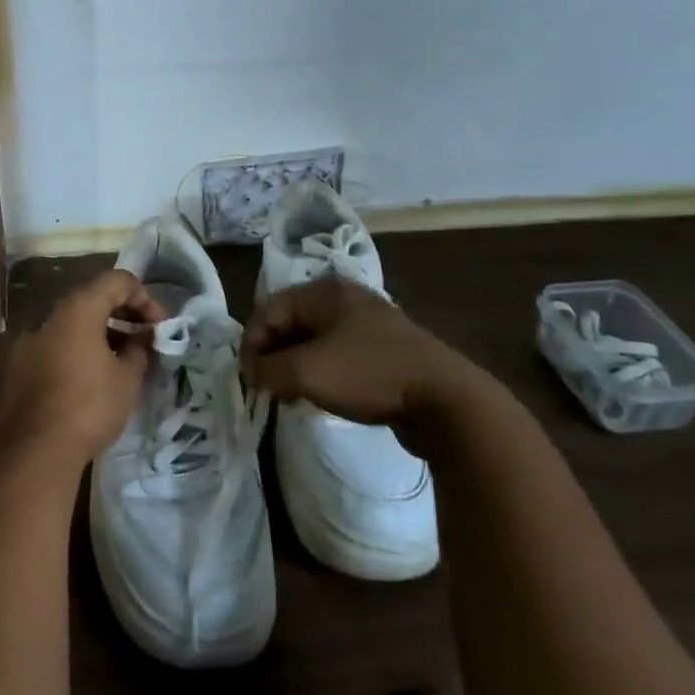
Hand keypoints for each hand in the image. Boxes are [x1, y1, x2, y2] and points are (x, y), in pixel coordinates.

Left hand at [0, 268, 162, 468]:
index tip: (158, 326)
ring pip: (73, 325)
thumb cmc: (89, 406)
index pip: (117, 280)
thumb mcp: (127, 378)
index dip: (144, 297)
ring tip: (123, 362)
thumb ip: (140, 348)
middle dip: (123, 314)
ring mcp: (30, 342)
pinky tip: (93, 379)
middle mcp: (50, 317)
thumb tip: (144, 337)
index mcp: (78, 309)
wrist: (35, 451)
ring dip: (101, 334)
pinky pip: (57, 346)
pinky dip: (79, 351)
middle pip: (92, 299)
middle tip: (145, 340)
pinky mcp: (20, 368)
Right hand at [241, 277, 483, 434]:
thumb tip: (252, 373)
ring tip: (291, 397)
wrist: (446, 402)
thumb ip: (268, 370)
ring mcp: (368, 326)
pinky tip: (321, 398)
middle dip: (273, 356)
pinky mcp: (383, 353)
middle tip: (267, 389)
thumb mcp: (307, 372)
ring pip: (313, 343)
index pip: (268, 310)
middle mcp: (345, 301)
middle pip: (290, 324)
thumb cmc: (369, 375)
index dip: (252, 343)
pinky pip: (337, 358)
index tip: (248, 379)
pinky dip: (321, 375)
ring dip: (295, 368)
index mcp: (325, 292)